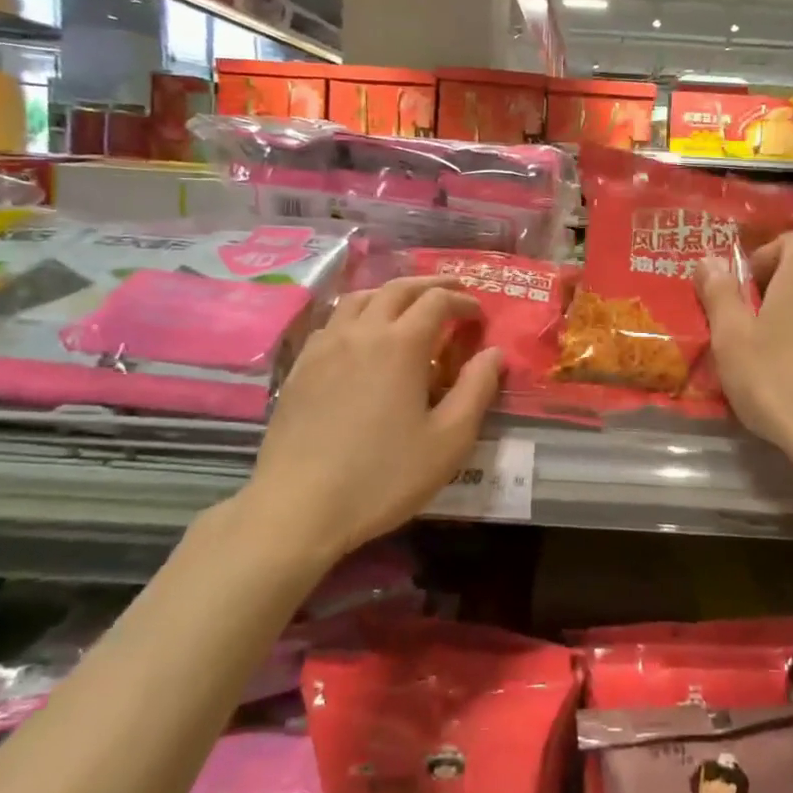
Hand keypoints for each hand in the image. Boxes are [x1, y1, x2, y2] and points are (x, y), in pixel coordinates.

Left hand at [238, 276, 502, 564]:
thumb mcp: (448, 440)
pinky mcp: (300, 368)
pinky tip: (360, 337)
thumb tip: (494, 353)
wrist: (298, 507)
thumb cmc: (383, 476)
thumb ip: (476, 390)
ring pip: (359, 299)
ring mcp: (324, 347)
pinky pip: (332, 322)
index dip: (462, 301)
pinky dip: (357, 315)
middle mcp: (361, 332)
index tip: (478, 314)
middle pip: (397, 289)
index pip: (437, 302)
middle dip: (429, 285)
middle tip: (451, 292)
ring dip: (390, 293)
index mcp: (400, 344)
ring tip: (407, 305)